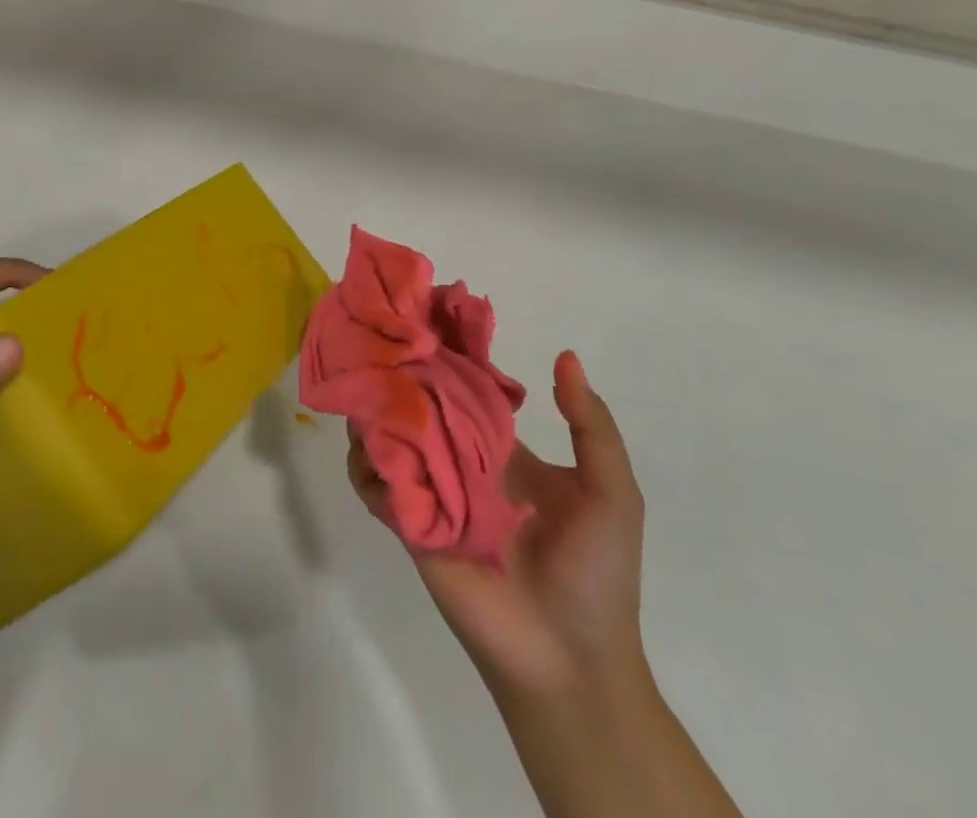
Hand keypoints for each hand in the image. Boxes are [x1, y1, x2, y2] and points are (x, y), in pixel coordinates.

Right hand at [348, 350, 645, 701]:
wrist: (571, 661)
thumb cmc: (596, 572)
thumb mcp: (612, 492)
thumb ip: (591, 425)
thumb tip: (565, 355)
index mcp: (502, 446)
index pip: (465, 385)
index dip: (446, 353)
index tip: (424, 316)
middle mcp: (460, 459)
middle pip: (419, 404)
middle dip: (398, 374)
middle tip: (378, 344)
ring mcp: (432, 490)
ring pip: (388, 437)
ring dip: (374, 413)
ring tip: (368, 389)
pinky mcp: (409, 523)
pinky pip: (375, 485)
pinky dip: (364, 464)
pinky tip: (369, 446)